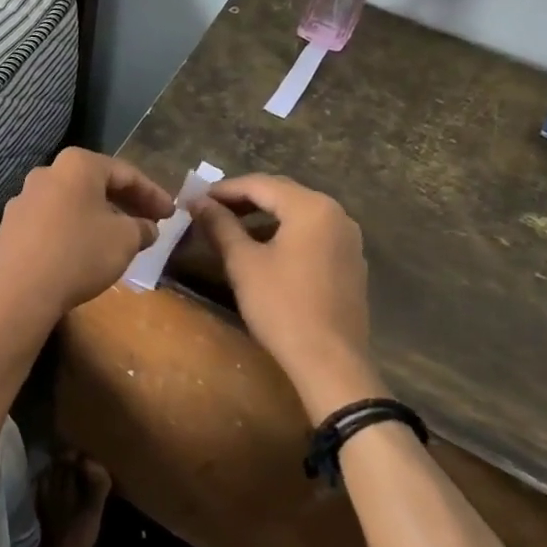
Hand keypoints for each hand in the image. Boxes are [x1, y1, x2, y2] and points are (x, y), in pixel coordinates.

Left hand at [0, 149, 175, 334]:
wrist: (18, 291)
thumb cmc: (79, 254)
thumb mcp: (125, 240)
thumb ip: (141, 228)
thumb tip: (146, 228)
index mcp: (77, 165)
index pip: (125, 173)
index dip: (153, 194)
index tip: (171, 213)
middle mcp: (47, 172)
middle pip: (95, 184)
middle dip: (125, 203)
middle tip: (150, 222)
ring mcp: (23, 198)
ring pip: (72, 202)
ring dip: (98, 216)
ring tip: (119, 237)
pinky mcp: (10, 226)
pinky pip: (51, 221)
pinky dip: (74, 229)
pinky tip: (85, 250)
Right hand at [190, 174, 386, 418]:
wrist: (330, 362)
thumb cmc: (281, 306)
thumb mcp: (243, 262)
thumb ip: (220, 225)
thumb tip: (197, 201)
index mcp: (311, 207)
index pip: (260, 184)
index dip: (223, 190)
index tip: (195, 199)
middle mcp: (336, 214)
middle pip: (282, 195)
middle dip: (244, 200)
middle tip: (209, 211)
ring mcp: (348, 240)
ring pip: (298, 215)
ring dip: (264, 218)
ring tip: (232, 231)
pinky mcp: (350, 263)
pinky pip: (312, 235)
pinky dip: (285, 234)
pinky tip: (264, 252)